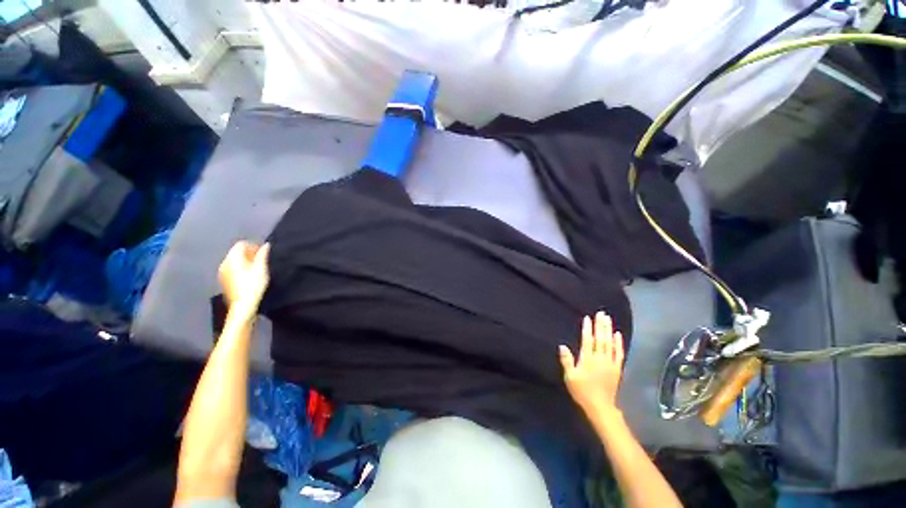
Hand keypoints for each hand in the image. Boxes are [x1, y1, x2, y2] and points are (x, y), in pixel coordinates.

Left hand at [218, 241, 270, 315]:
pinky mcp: (224, 280)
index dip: (253, 245)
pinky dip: (240, 268)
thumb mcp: (261, 268)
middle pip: (236, 252)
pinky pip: (232, 269)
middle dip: (249, 253)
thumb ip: (262, 255)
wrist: (243, 305)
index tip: (263, 252)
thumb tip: (266, 245)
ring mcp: (222, 272)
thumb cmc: (253, 285)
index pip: (241, 244)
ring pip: (234, 261)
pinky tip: (249, 276)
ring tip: (257, 269)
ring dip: (245, 261)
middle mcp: (224, 263)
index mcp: (233, 258)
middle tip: (262, 260)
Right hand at [559, 311, 624, 415]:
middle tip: (601, 313)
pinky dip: (619, 343)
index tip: (588, 318)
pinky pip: (619, 353)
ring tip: (608, 319)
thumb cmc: (582, 391)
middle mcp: (600, 359)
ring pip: (610, 343)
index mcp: (588, 360)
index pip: (588, 340)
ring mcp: (610, 363)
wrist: (600, 407)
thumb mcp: (570, 377)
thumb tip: (562, 346)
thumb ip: (567, 361)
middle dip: (600, 325)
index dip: (588, 329)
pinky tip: (618, 335)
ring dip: (609, 330)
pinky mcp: (617, 368)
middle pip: (601, 339)